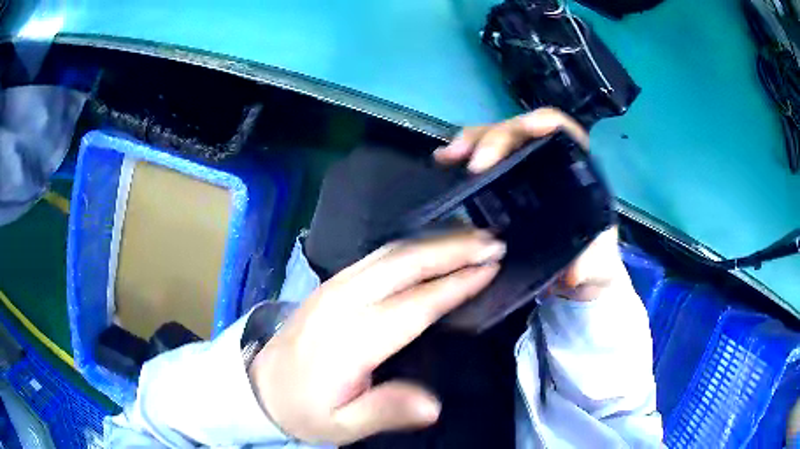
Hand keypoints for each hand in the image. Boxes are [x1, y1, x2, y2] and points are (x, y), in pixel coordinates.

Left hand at [249, 230, 505, 443]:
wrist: (261, 385)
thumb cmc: (305, 408)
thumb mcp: (342, 425)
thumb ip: (385, 411)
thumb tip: (434, 404)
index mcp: (350, 340)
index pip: (414, 305)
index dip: (455, 285)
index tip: (490, 269)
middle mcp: (342, 302)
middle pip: (404, 265)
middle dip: (453, 249)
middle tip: (492, 242)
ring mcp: (334, 286)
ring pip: (391, 252)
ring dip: (435, 241)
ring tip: (472, 237)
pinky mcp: (331, 283)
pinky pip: (378, 255)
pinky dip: (412, 246)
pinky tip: (432, 246)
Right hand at [435, 108, 623, 299]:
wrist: (573, 277)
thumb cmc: (591, 264)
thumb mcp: (599, 267)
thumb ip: (594, 266)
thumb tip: (573, 272)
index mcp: (579, 171)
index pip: (562, 131)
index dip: (541, 123)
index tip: (520, 132)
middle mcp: (550, 163)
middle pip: (522, 131)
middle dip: (494, 137)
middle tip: (469, 159)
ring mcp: (525, 171)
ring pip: (498, 139)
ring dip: (472, 142)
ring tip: (447, 156)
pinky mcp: (505, 185)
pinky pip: (484, 160)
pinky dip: (464, 156)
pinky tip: (445, 162)